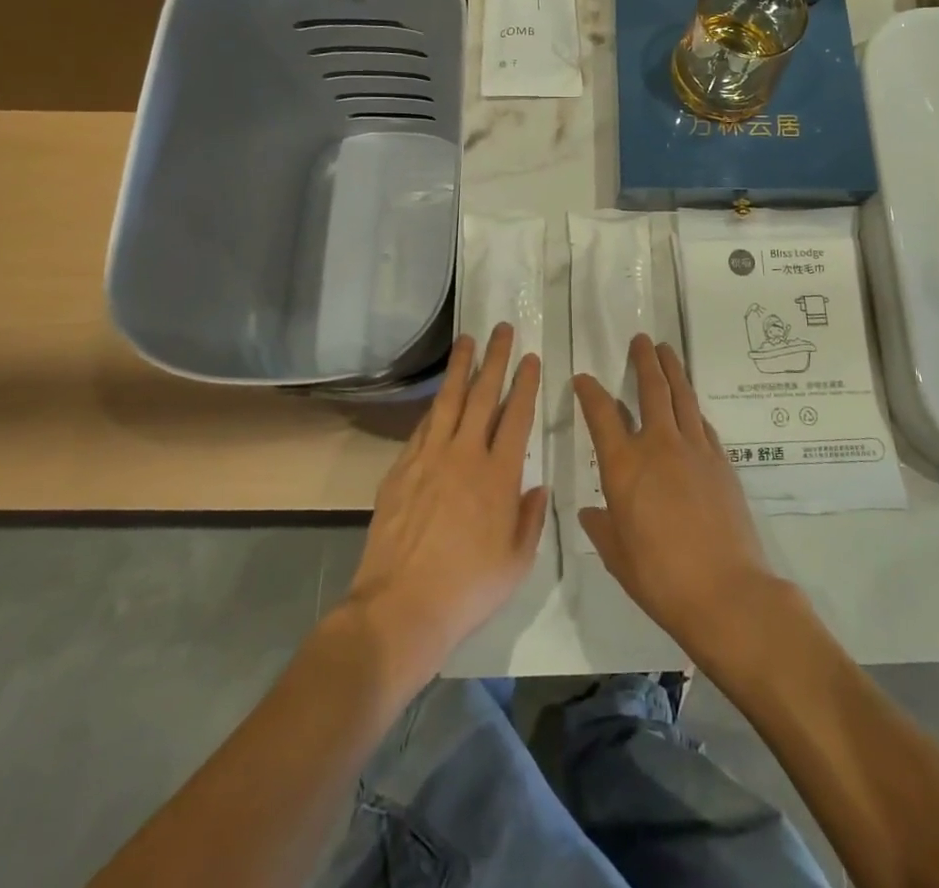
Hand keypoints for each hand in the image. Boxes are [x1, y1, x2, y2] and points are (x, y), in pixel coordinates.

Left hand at [342, 324, 548, 685]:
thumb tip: (537, 486)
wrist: (401, 607)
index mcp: (500, 475)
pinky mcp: (402, 468)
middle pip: (484, 395)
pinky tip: (440, 394)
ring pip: (450, 400)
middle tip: (502, 329)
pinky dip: (435, 405)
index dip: (526, 384)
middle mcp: (466, 455)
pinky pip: (423, 426)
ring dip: (461, 367)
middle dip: (496, 359)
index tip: (531, 359)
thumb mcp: (517, 562)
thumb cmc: (468, 589)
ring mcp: (430, 458)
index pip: (517, 416)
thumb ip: (530, 519)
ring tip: (467, 340)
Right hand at [575, 334, 780, 659]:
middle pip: (651, 389)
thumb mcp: (618, 557)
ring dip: (672, 370)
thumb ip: (602, 528)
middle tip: (641, 340)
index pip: (601, 414)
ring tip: (666, 350)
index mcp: (624, 466)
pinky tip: (691, 405)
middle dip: (644, 360)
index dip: (590, 392)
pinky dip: (693, 407)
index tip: (583, 378)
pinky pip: (702, 423)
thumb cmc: (661, 578)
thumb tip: (592, 513)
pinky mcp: (721, 461)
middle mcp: (658, 446)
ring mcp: (695, 450)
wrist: (726, 591)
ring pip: (682, 396)